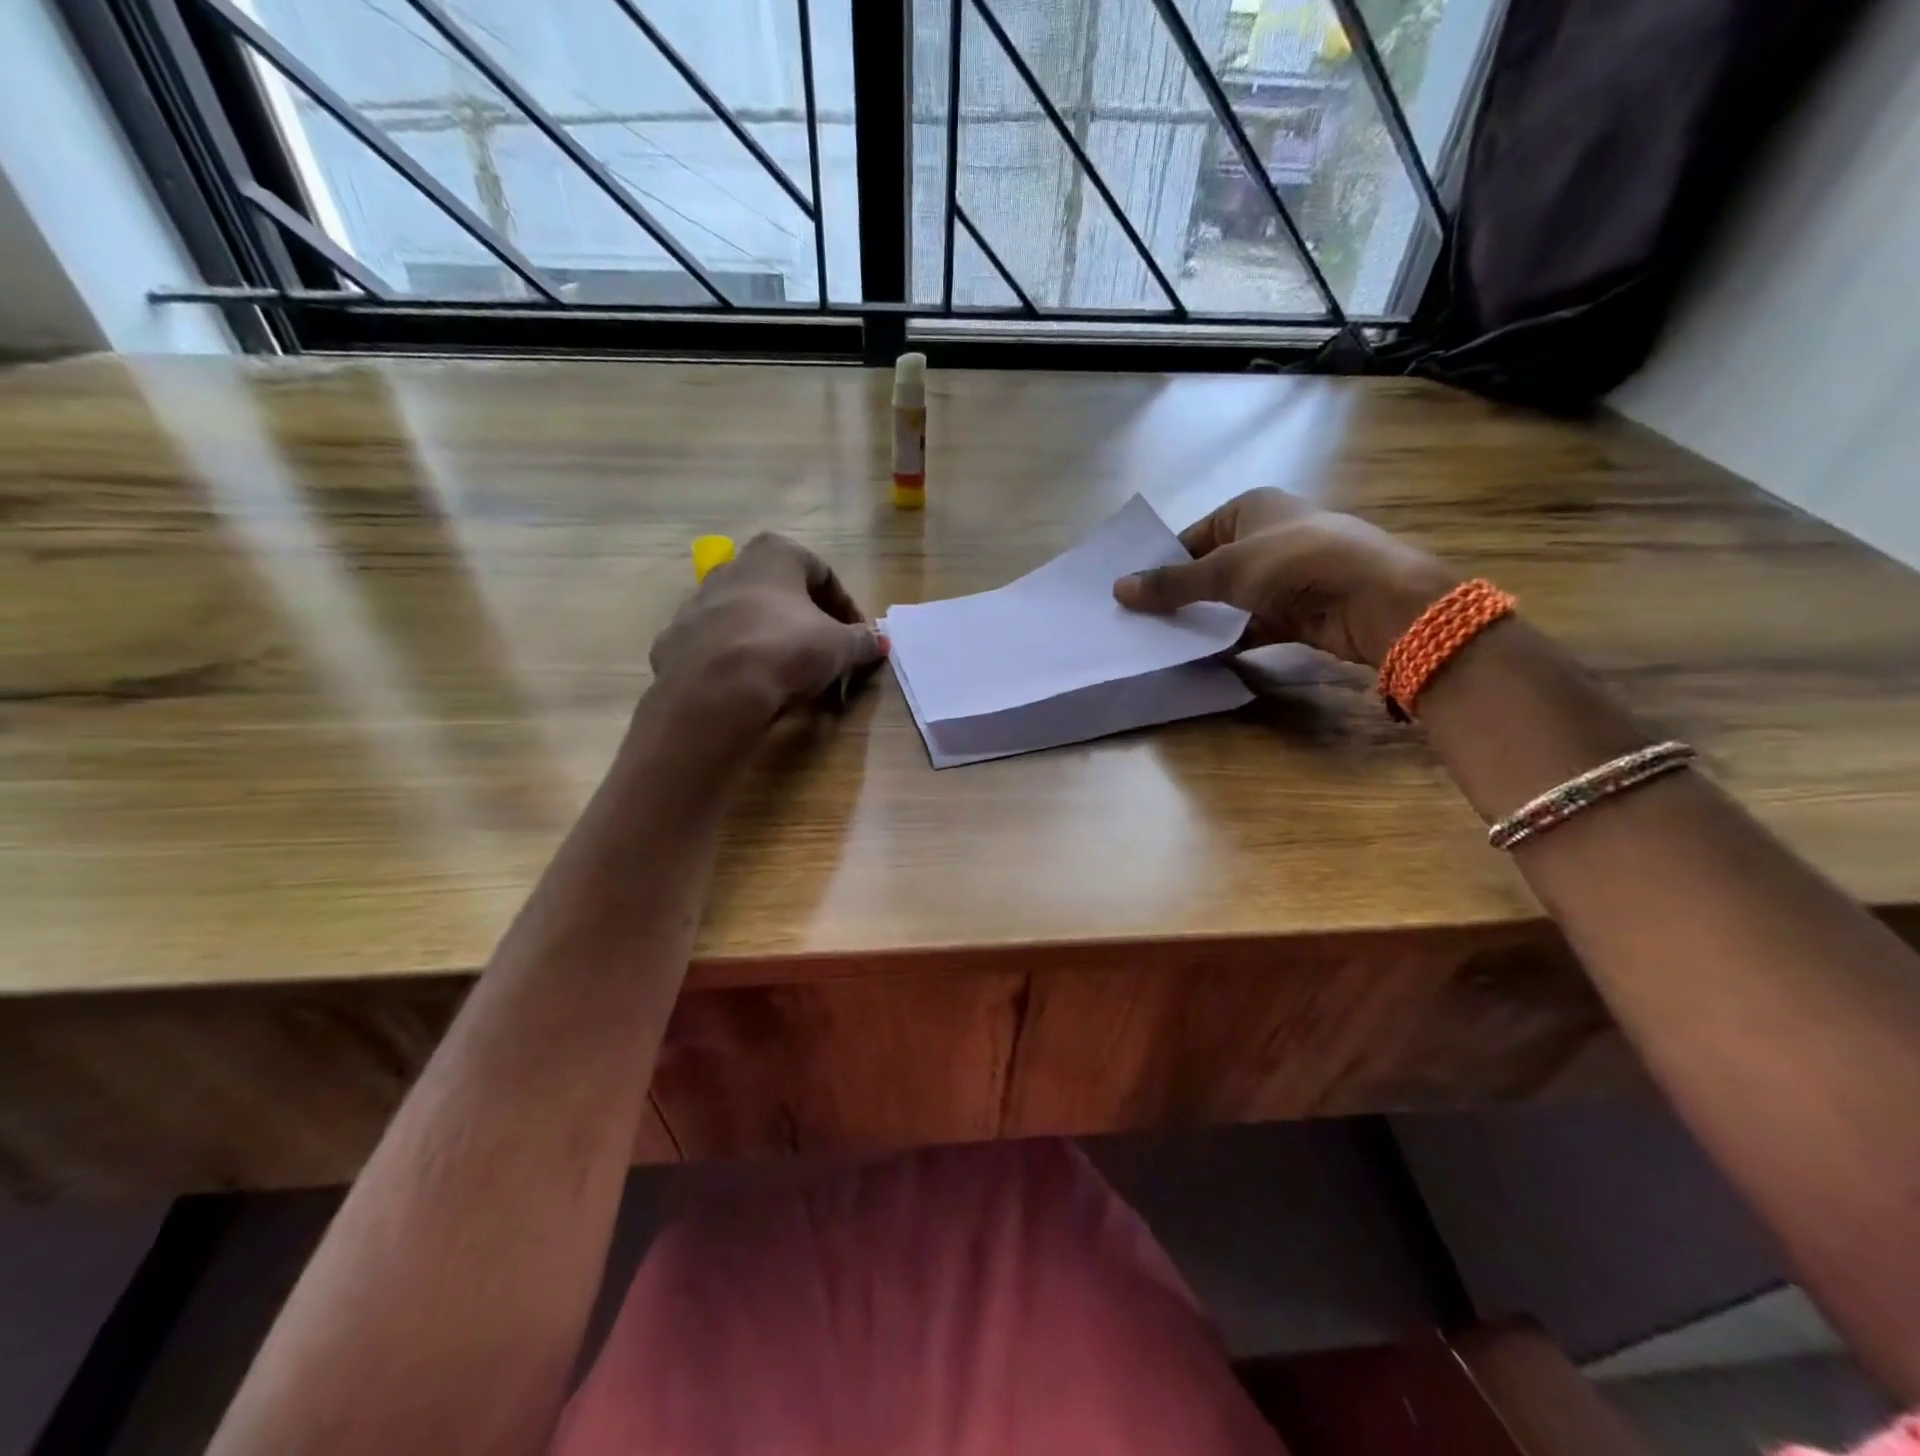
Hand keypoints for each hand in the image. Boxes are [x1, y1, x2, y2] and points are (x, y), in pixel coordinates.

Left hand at [648, 534, 886, 727]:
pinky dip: (741, 660)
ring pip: (748, 617)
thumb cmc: (786, 647)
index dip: (846, 608)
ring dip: (773, 639)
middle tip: (828, 655)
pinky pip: (720, 646)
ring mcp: (698, 602)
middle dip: (808, 622)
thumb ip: (862, 641)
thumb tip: (878, 642)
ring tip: (793, 674)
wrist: (714, 687)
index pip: (823, 574)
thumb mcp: (840, 646)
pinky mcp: (676, 639)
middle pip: (782, 593)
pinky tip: (754, 685)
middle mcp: (732, 567)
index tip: (858, 638)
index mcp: (774, 554)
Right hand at [1113, 489, 1456, 668]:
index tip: (1132, 594)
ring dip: (1203, 620)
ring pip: (1229, 600)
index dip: (1163, 563)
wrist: (1373, 598)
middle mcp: (1267, 538)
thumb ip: (1171, 583)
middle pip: (1209, 569)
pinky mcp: (1295, 612)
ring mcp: (1283, 577)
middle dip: (1179, 596)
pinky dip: (1229, 639)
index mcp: (1252, 509)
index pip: (1193, 536)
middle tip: (1139, 622)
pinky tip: (1199, 657)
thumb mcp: (1224, 569)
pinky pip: (1250, 626)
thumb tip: (1118, 589)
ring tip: (1160, 642)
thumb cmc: (1294, 563)